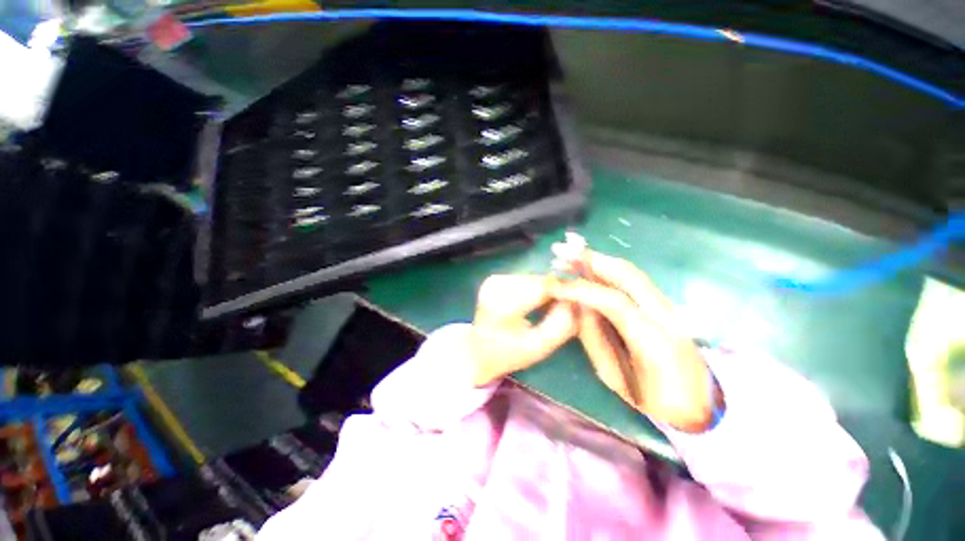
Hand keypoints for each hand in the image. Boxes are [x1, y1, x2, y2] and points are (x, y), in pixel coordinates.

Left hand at [470, 275, 578, 386]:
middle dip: (554, 291)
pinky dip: (533, 288)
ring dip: (544, 289)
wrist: (478, 351)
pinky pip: (523, 278)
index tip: (576, 301)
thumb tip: (576, 300)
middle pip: (538, 280)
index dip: (563, 291)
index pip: (542, 287)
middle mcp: (494, 287)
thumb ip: (561, 325)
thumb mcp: (539, 347)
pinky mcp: (492, 279)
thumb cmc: (509, 354)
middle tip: (564, 307)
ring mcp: (492, 281)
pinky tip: (533, 302)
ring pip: (532, 277)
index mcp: (502, 307)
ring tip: (547, 307)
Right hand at [552, 251, 716, 431]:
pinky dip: (608, 269)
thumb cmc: (652, 398)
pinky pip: (633, 279)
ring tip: (571, 257)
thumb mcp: (614, 376)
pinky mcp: (665, 304)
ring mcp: (669, 306)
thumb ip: (592, 337)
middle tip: (561, 255)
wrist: (699, 404)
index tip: (556, 287)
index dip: (581, 290)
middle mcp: (666, 315)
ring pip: (631, 272)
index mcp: (654, 340)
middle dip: (590, 260)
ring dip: (598, 260)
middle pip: (626, 275)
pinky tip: (590, 267)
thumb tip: (575, 306)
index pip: (614, 302)